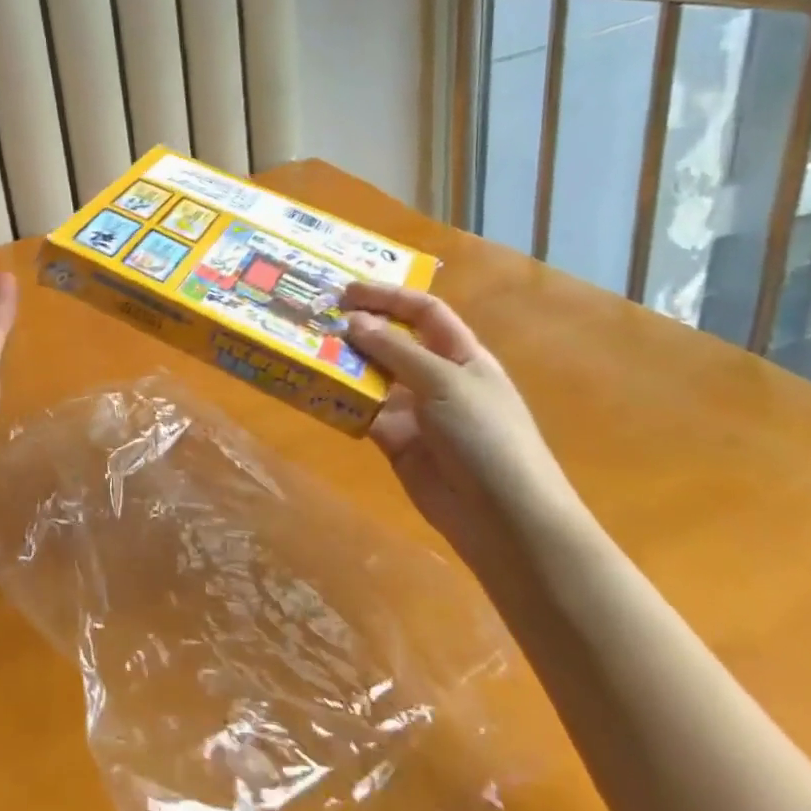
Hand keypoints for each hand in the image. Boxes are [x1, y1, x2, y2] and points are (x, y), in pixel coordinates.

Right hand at [342, 283, 586, 580]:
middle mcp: (436, 377)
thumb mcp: (444, 382)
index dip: (388, 297)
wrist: (504, 518)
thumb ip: (395, 350)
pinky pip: (362, 412)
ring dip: (343, 363)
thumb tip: (353, 320)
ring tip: (306, 349)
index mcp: (461, 354)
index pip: (423, 311)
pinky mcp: (394, 440)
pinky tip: (314, 390)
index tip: (346, 291)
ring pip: (372, 376)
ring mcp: (414, 410)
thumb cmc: (485, 435)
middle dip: (358, 328)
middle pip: (393, 341)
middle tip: (315, 319)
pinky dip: (340, 400)